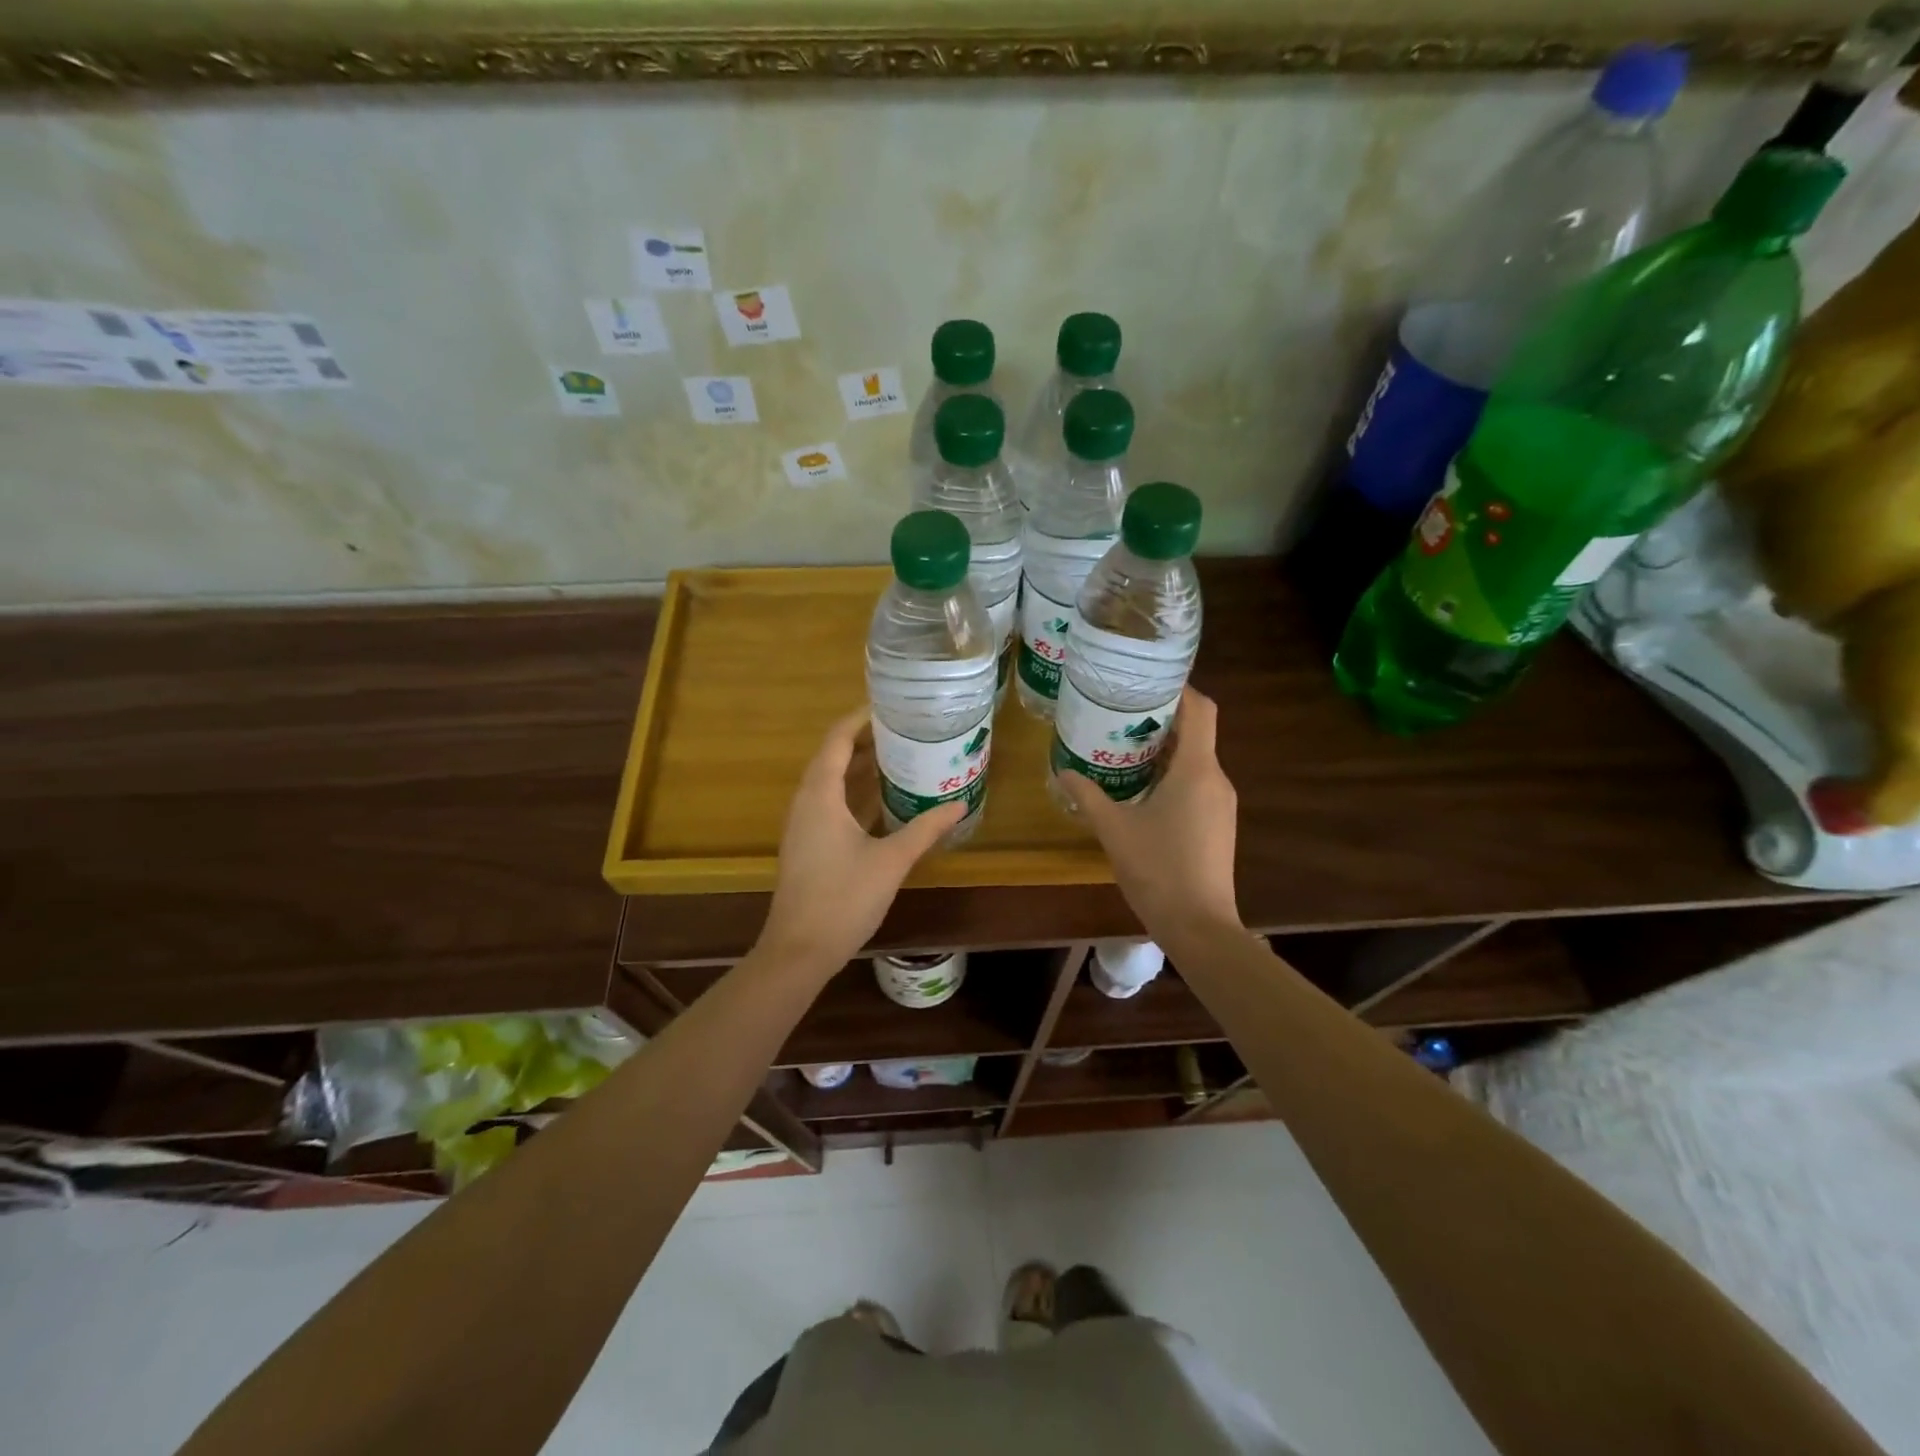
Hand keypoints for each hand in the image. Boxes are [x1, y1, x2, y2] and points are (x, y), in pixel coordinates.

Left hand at [755, 708, 965, 972]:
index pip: (837, 740)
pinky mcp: (808, 845)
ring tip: (901, 757)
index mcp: (820, 795)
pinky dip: (855, 794)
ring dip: (861, 768)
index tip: (891, 707)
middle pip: (833, 757)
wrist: (799, 950)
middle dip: (867, 741)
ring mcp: (804, 825)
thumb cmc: (843, 899)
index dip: (860, 719)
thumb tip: (959, 804)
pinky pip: (831, 804)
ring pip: (831, 783)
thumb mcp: (891, 860)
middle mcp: (806, 802)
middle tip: (906, 731)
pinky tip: (884, 801)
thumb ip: (925, 829)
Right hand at [1058, 687, 1241, 942]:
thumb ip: (1087, 795)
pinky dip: (1172, 775)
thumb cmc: (1157, 869)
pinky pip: (1197, 784)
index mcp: (1197, 770)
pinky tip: (1141, 790)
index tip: (1146, 681)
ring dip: (1165, 750)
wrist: (1199, 925)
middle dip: (1161, 719)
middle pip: (1196, 732)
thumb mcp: (1113, 829)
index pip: (1201, 709)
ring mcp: (1221, 804)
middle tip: (1120, 714)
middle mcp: (1217, 779)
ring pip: (1196, 760)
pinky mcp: (1219, 825)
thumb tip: (1062, 771)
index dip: (1179, 688)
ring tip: (1123, 747)